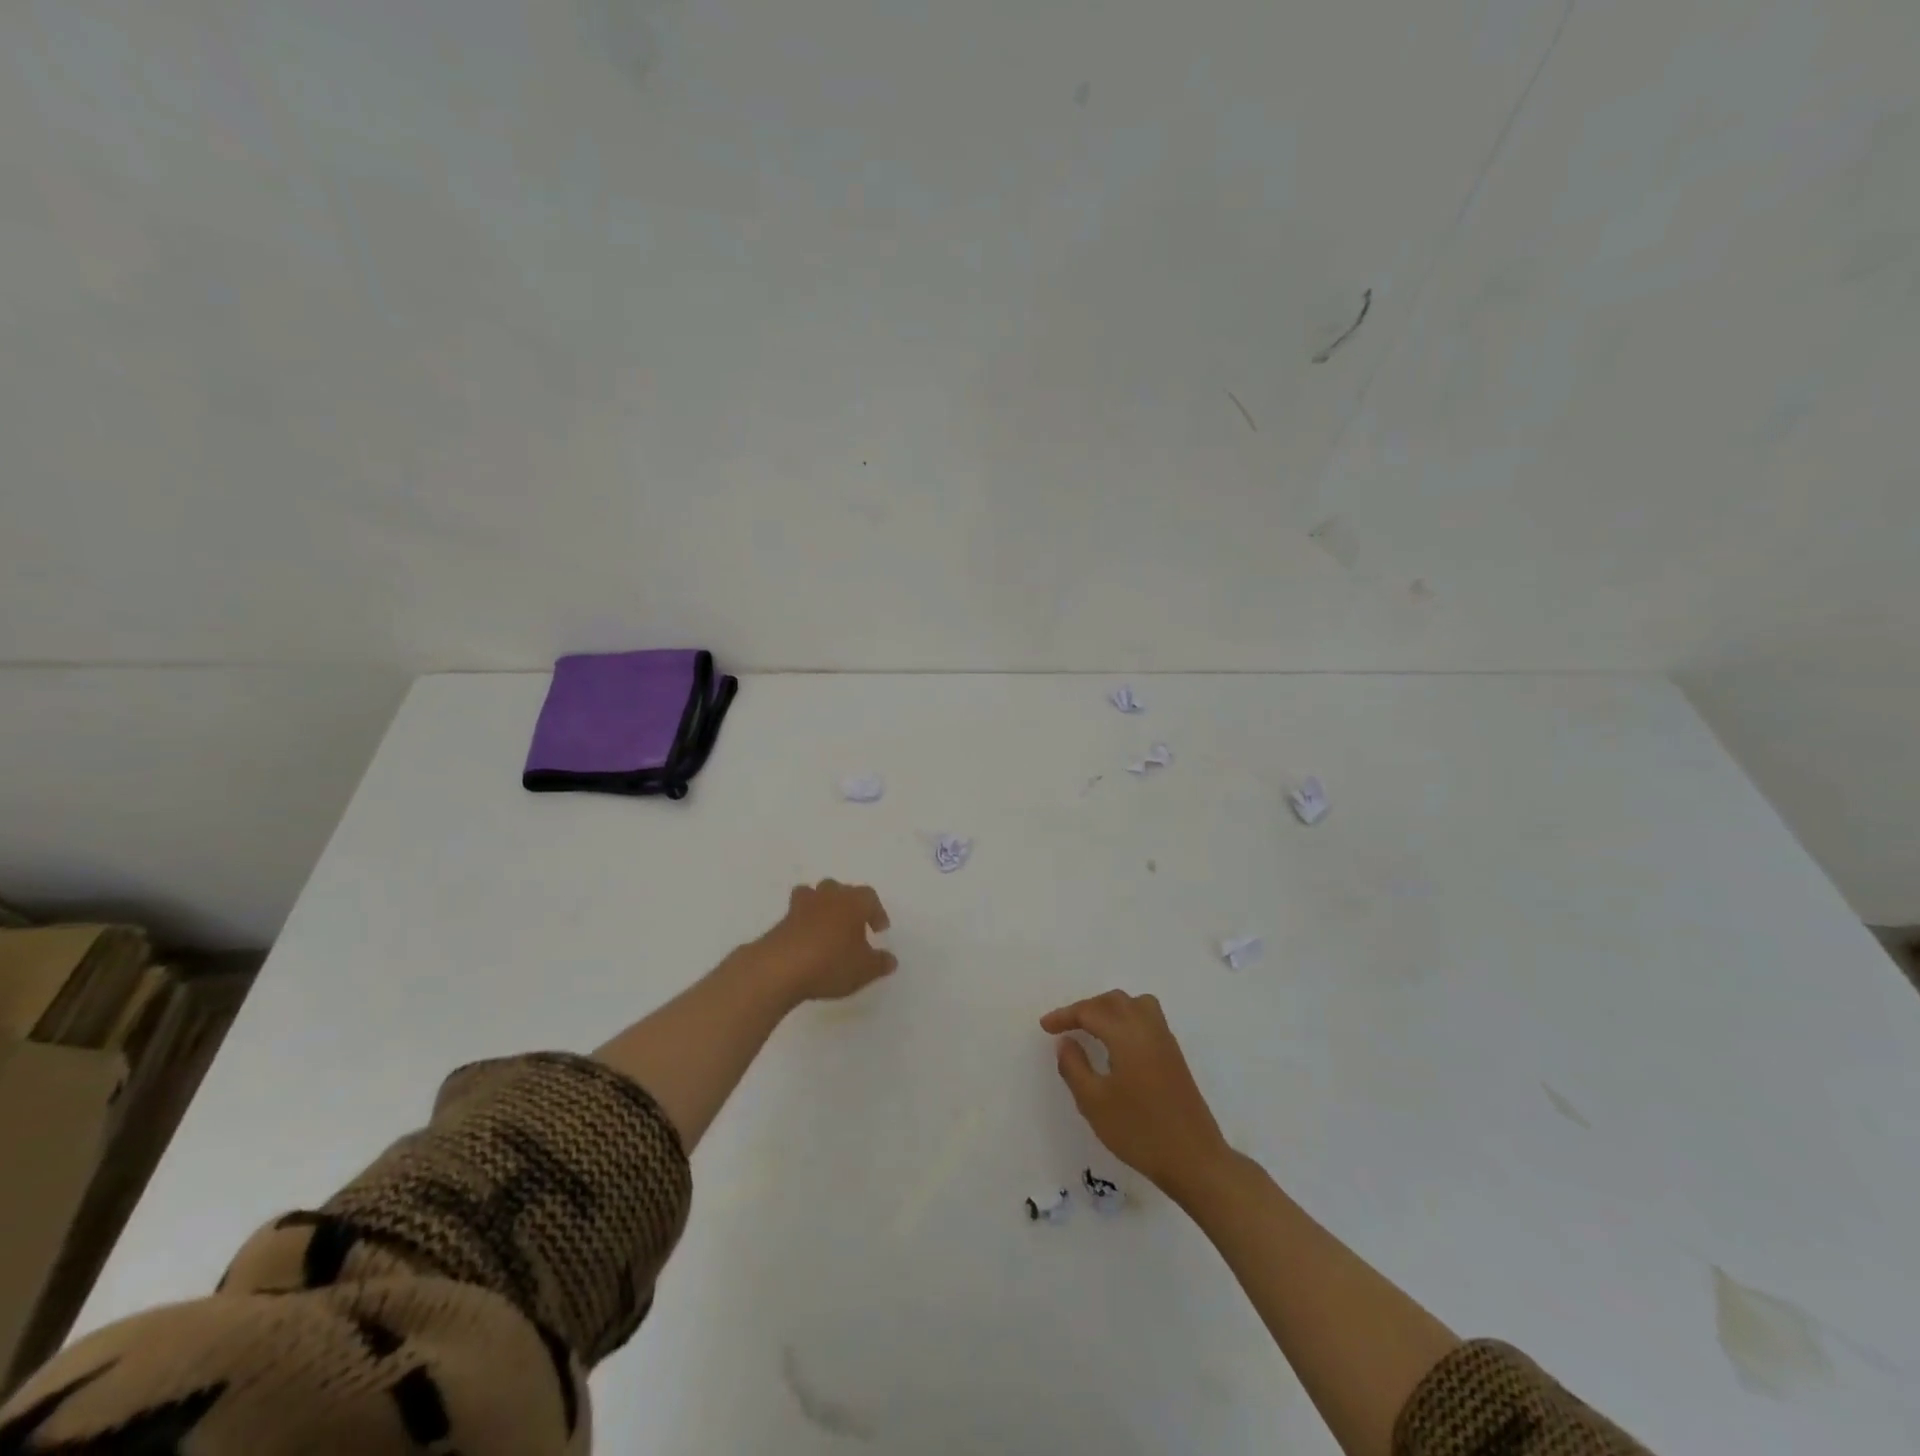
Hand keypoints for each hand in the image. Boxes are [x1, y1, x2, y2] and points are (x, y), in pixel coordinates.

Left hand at [755, 880, 895, 1002]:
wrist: (780, 968)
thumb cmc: (831, 963)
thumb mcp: (864, 970)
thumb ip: (880, 963)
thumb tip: (890, 960)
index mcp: (853, 902)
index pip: (870, 897)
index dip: (876, 912)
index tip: (879, 929)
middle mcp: (828, 897)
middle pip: (841, 889)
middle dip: (849, 904)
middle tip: (854, 925)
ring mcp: (801, 906)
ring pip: (816, 894)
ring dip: (823, 906)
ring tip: (828, 926)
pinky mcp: (782, 920)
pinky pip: (798, 914)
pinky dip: (804, 922)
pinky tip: (808, 942)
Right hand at [1040, 990, 1231, 1196]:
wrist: (1194, 1159)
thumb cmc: (1139, 1130)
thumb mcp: (1094, 1102)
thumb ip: (1074, 1066)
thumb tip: (1066, 1041)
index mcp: (1126, 1034)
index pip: (1090, 1011)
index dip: (1065, 1015)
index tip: (1045, 1027)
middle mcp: (1148, 1028)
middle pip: (1114, 1001)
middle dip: (1087, 1007)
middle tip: (1066, 1026)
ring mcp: (1165, 1040)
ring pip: (1135, 1004)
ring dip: (1110, 1008)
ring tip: (1092, 1027)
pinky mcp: (1174, 1055)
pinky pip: (1147, 1018)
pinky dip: (1127, 1018)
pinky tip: (1118, 1043)